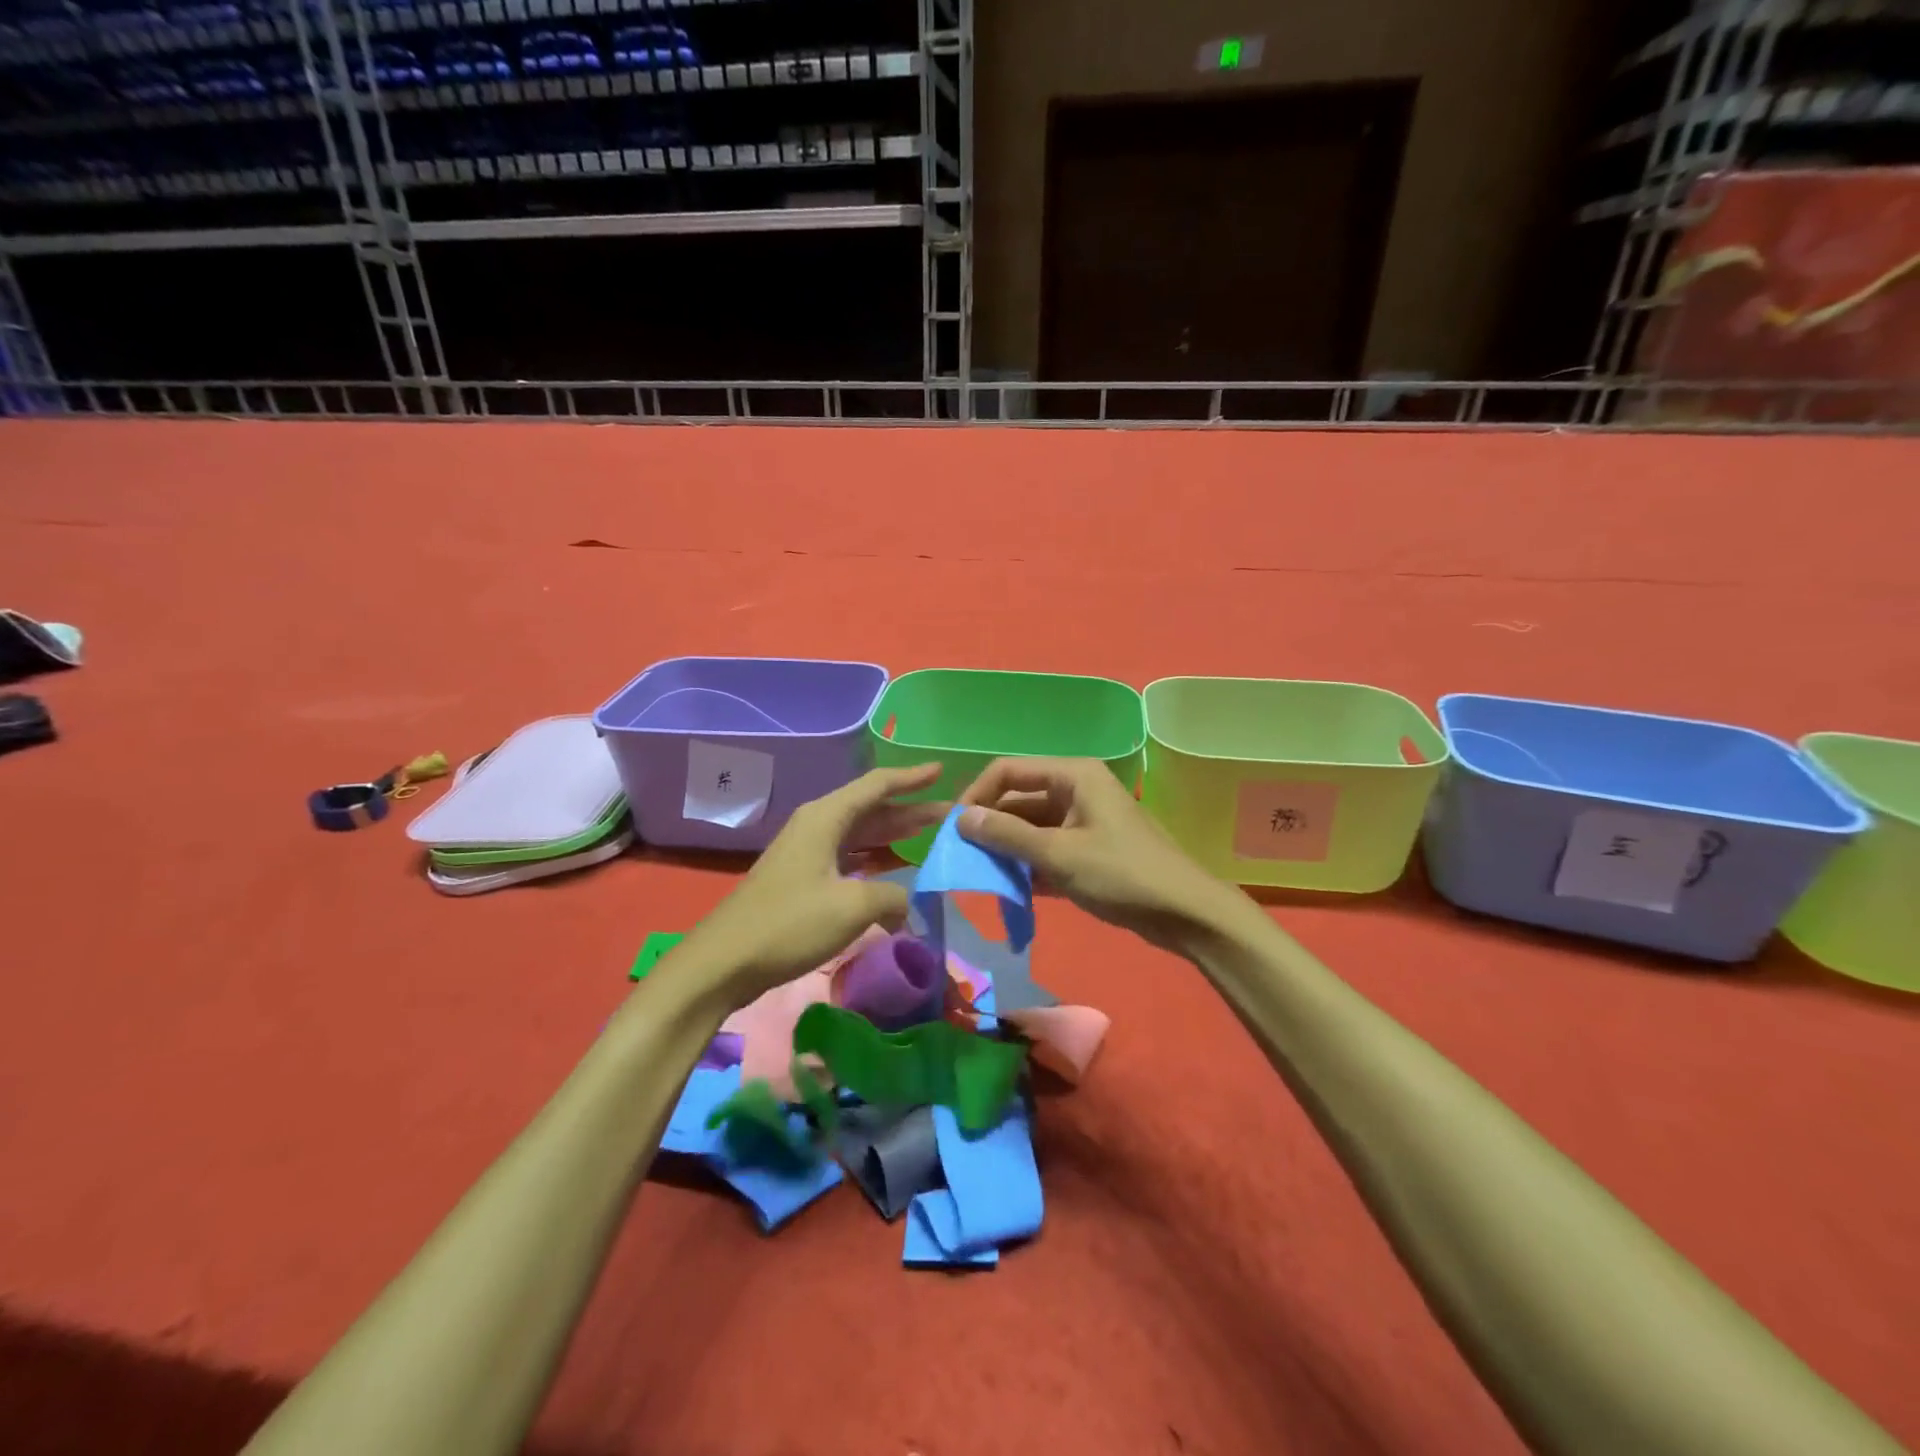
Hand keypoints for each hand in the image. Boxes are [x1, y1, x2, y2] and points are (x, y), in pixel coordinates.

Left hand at [676, 764, 947, 1008]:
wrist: (725, 961)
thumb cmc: (790, 923)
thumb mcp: (852, 906)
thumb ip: (893, 896)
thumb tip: (908, 903)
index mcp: (826, 818)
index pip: (877, 786)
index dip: (911, 778)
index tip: (941, 771)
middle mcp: (817, 826)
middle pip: (871, 809)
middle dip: (910, 810)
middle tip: (949, 815)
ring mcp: (807, 852)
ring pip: (860, 835)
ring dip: (893, 835)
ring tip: (928, 836)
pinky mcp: (802, 878)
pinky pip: (849, 857)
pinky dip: (875, 861)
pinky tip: (893, 872)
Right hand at [957, 757, 1250, 953]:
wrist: (1185, 914)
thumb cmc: (1122, 874)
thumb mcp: (1058, 854)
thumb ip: (1007, 835)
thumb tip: (960, 818)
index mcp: (1073, 776)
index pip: (1008, 771)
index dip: (976, 795)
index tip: (953, 829)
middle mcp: (1076, 789)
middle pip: (1019, 798)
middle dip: (990, 826)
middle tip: (962, 857)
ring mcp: (1084, 820)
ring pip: (1031, 827)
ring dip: (1007, 849)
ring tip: (980, 876)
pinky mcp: (1089, 849)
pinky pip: (1047, 848)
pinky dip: (1028, 865)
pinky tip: (1009, 890)